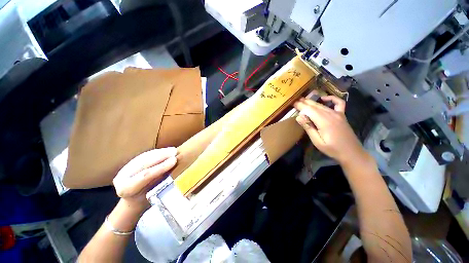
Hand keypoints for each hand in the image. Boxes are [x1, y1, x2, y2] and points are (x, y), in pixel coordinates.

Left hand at [112, 147, 177, 208]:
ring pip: (144, 157)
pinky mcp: (130, 162)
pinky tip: (167, 150)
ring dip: (161, 152)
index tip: (174, 160)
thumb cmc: (146, 200)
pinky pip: (145, 155)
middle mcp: (121, 177)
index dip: (161, 166)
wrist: (134, 200)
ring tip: (173, 150)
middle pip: (144, 163)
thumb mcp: (153, 195)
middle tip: (175, 152)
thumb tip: (174, 169)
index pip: (145, 175)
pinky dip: (158, 152)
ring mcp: (125, 168)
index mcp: (125, 189)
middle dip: (162, 156)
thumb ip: (160, 183)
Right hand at [294, 96, 367, 165]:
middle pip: (315, 106)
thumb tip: (299, 117)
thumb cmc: (332, 149)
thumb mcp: (317, 141)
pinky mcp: (342, 115)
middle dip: (304, 102)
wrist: (351, 152)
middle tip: (295, 100)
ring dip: (312, 102)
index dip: (300, 106)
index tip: (293, 103)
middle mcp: (331, 115)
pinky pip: (338, 103)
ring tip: (303, 100)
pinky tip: (324, 98)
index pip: (309, 110)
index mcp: (324, 122)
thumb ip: (308, 128)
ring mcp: (338, 114)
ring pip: (322, 105)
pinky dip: (332, 98)